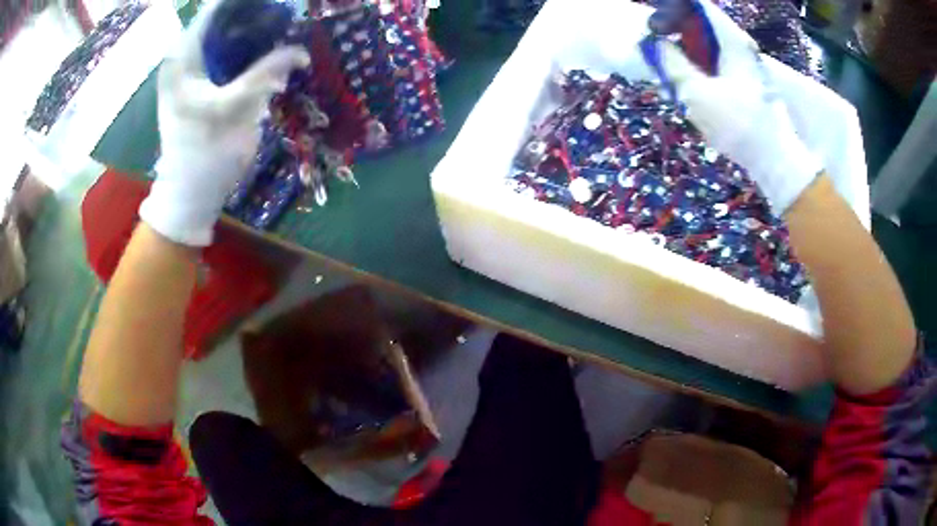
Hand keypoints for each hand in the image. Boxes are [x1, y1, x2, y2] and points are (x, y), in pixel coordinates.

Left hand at [139, 1, 308, 245]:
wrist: (188, 195)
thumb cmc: (204, 154)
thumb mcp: (235, 110)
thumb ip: (266, 74)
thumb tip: (300, 50)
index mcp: (183, 57)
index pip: (215, 9)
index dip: (244, 2)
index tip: (276, 3)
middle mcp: (185, 57)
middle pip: (223, 20)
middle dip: (255, 16)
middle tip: (285, 17)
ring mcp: (193, 70)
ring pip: (228, 37)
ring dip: (255, 33)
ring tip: (283, 30)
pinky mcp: (202, 84)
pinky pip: (228, 55)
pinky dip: (249, 52)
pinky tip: (269, 54)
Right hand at [655, 0, 821, 215]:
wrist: (775, 161)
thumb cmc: (739, 125)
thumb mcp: (696, 93)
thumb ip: (670, 63)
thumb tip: (652, 42)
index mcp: (732, 40)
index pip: (696, 5)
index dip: (670, 10)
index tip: (654, 27)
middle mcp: (740, 45)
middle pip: (701, 22)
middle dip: (675, 31)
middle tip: (658, 50)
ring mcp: (745, 62)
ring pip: (708, 43)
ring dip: (686, 51)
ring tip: (672, 70)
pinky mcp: (746, 79)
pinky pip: (716, 60)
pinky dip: (699, 65)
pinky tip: (691, 83)